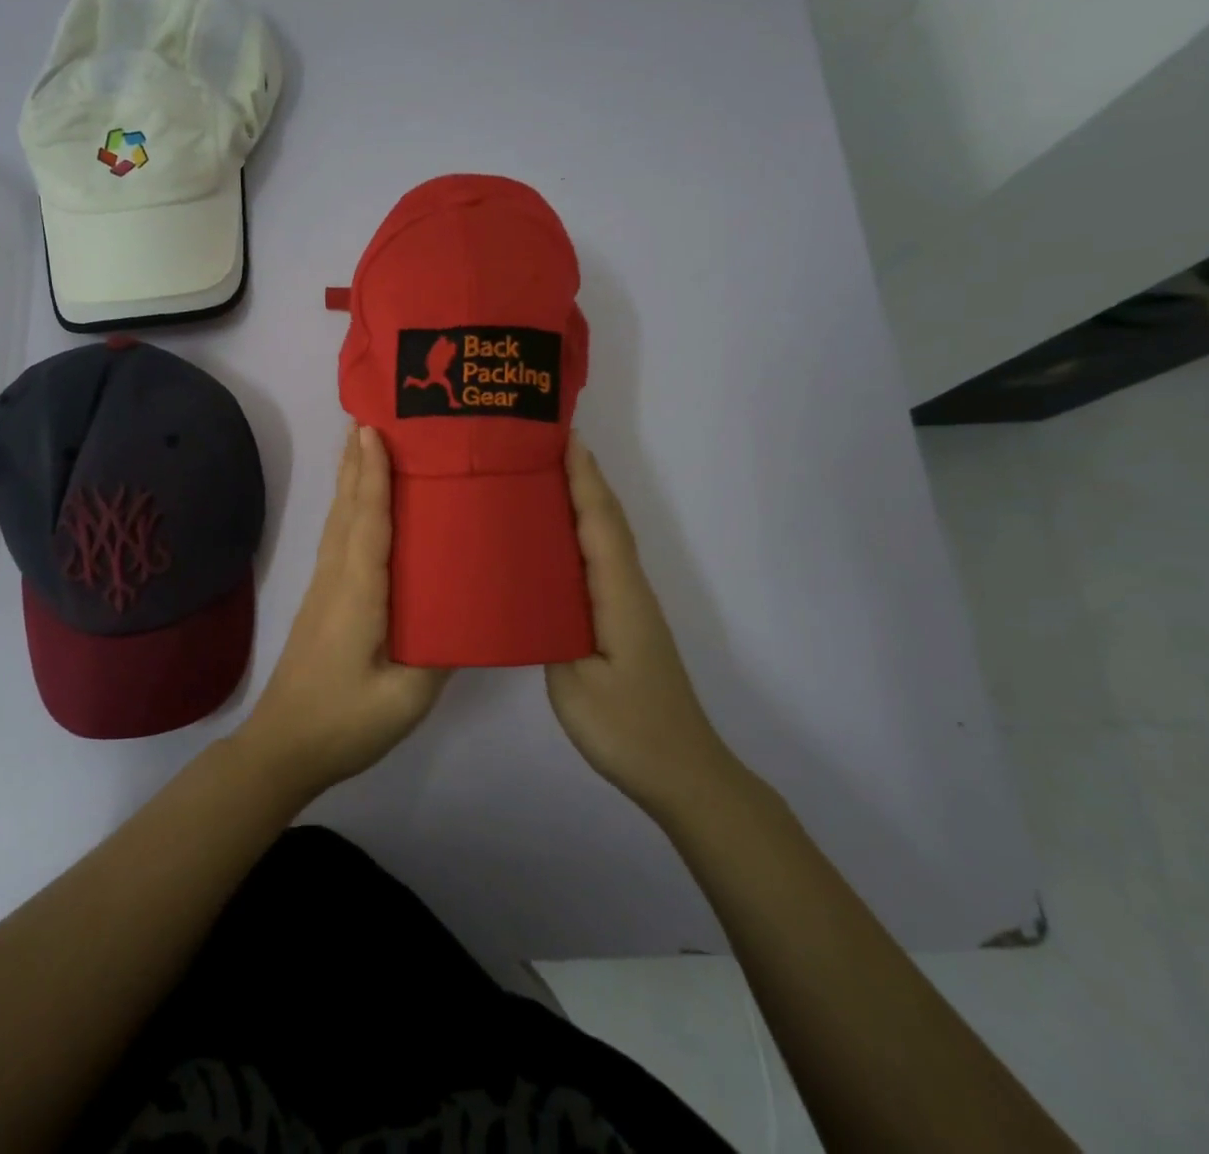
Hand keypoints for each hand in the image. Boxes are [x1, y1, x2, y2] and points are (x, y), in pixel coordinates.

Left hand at [235, 425, 445, 797]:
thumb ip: (441, 653)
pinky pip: (338, 539)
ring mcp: (324, 588)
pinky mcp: (323, 601)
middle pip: (347, 508)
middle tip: (370, 417)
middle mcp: (337, 578)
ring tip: (361, 443)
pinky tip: (358, 505)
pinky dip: (348, 508)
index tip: (374, 430)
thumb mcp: (407, 698)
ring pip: (338, 521)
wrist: (283, 748)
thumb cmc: (345, 722)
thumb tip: (471, 611)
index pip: (368, 521)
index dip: (372, 475)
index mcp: (359, 594)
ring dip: (349, 479)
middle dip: (357, 461)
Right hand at [546, 435, 732, 814]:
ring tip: (542, 478)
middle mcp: (629, 589)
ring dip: (582, 501)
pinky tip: (554, 541)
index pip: (600, 522)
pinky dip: (581, 534)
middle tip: (541, 445)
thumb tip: (526, 593)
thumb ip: (547, 630)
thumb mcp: (573, 683)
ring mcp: (629, 606)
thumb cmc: (627, 728)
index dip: (583, 477)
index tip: (562, 436)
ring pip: (606, 539)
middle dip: (583, 477)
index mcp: (618, 594)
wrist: (682, 772)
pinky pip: (600, 562)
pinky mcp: (623, 622)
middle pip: (608, 520)